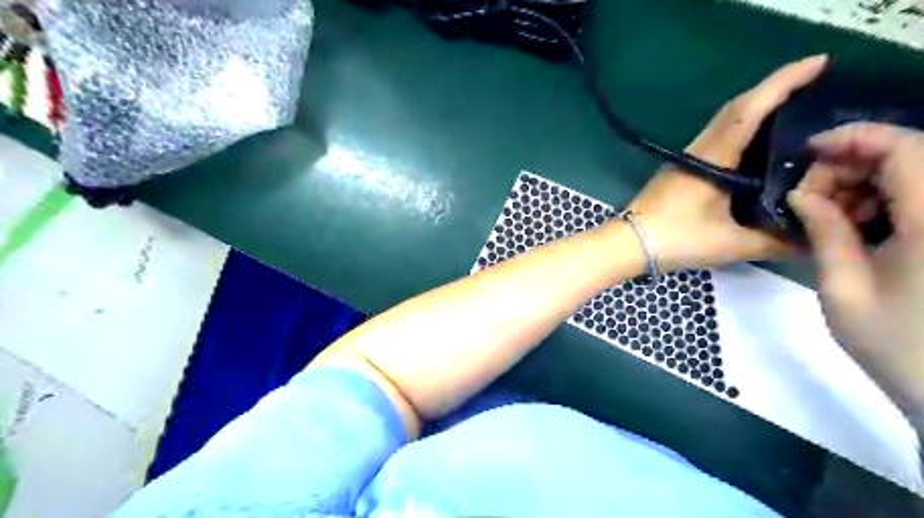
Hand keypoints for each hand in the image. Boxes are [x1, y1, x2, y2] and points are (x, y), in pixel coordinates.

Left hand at [628, 55, 829, 272]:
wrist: (628, 244)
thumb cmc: (676, 239)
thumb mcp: (729, 243)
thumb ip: (772, 242)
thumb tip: (812, 241)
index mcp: (713, 157)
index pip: (750, 109)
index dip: (784, 82)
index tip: (821, 61)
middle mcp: (699, 150)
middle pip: (737, 108)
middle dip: (775, 89)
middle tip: (814, 82)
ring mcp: (686, 159)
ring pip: (724, 123)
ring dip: (755, 109)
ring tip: (793, 110)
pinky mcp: (680, 170)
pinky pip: (715, 139)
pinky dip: (740, 131)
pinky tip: (754, 146)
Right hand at [787, 124, 922, 421]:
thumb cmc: (896, 344)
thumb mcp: (843, 288)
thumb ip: (825, 233)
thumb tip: (801, 195)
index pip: (905, 148)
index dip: (854, 137)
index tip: (807, 150)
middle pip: (914, 155)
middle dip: (854, 163)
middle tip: (811, 196)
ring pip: (919, 175)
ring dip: (870, 182)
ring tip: (833, 215)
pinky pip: (923, 199)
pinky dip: (889, 200)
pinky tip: (862, 225)